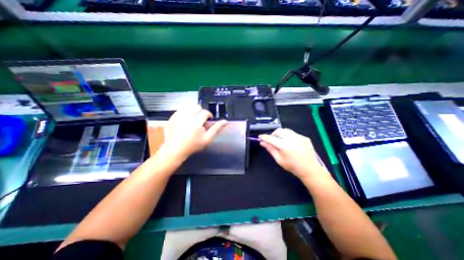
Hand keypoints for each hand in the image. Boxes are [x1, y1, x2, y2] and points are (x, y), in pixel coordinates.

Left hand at [161, 106, 227, 162]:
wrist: (175, 150)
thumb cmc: (193, 145)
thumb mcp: (207, 139)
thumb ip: (216, 129)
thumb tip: (225, 121)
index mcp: (196, 123)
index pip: (205, 112)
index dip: (208, 115)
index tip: (208, 120)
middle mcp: (186, 118)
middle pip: (196, 107)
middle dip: (200, 112)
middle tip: (200, 120)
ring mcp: (177, 117)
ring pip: (188, 107)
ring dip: (192, 112)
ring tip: (192, 120)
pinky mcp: (171, 118)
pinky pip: (180, 110)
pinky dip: (184, 113)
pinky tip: (185, 121)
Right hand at [259, 128, 327, 179]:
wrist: (310, 169)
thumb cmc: (292, 166)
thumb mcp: (279, 159)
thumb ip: (270, 149)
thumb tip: (262, 143)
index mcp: (284, 145)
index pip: (271, 138)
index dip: (264, 137)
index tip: (260, 137)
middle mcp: (292, 139)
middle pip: (279, 131)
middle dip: (273, 134)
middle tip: (272, 141)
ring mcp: (299, 137)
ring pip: (286, 130)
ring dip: (280, 134)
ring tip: (280, 141)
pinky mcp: (304, 137)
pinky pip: (293, 133)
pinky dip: (288, 136)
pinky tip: (290, 143)